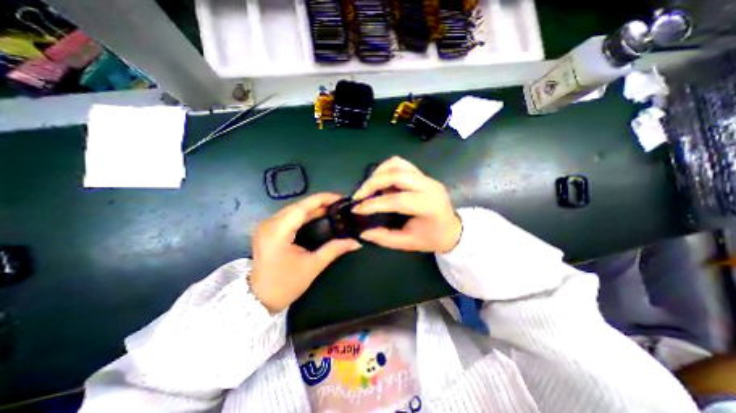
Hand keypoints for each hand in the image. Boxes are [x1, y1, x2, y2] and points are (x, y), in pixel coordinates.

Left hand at [249, 193, 360, 312]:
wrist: (259, 299)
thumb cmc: (285, 284)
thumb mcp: (313, 266)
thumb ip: (335, 249)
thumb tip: (356, 242)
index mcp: (277, 231)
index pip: (302, 207)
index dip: (322, 199)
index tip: (340, 197)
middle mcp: (269, 223)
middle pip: (298, 206)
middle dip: (320, 202)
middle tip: (340, 204)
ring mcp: (267, 225)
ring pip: (294, 209)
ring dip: (313, 208)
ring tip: (333, 208)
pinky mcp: (268, 229)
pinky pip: (289, 216)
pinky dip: (305, 214)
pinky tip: (318, 215)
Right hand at [350, 156, 457, 253]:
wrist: (451, 228)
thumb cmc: (432, 238)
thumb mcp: (408, 243)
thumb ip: (384, 238)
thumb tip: (363, 232)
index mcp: (429, 206)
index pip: (396, 200)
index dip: (373, 204)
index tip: (356, 210)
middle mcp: (429, 186)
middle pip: (395, 175)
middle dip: (372, 183)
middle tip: (359, 196)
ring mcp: (426, 177)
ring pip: (397, 164)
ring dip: (378, 173)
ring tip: (368, 188)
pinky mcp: (422, 174)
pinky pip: (400, 164)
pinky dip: (386, 170)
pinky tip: (380, 182)